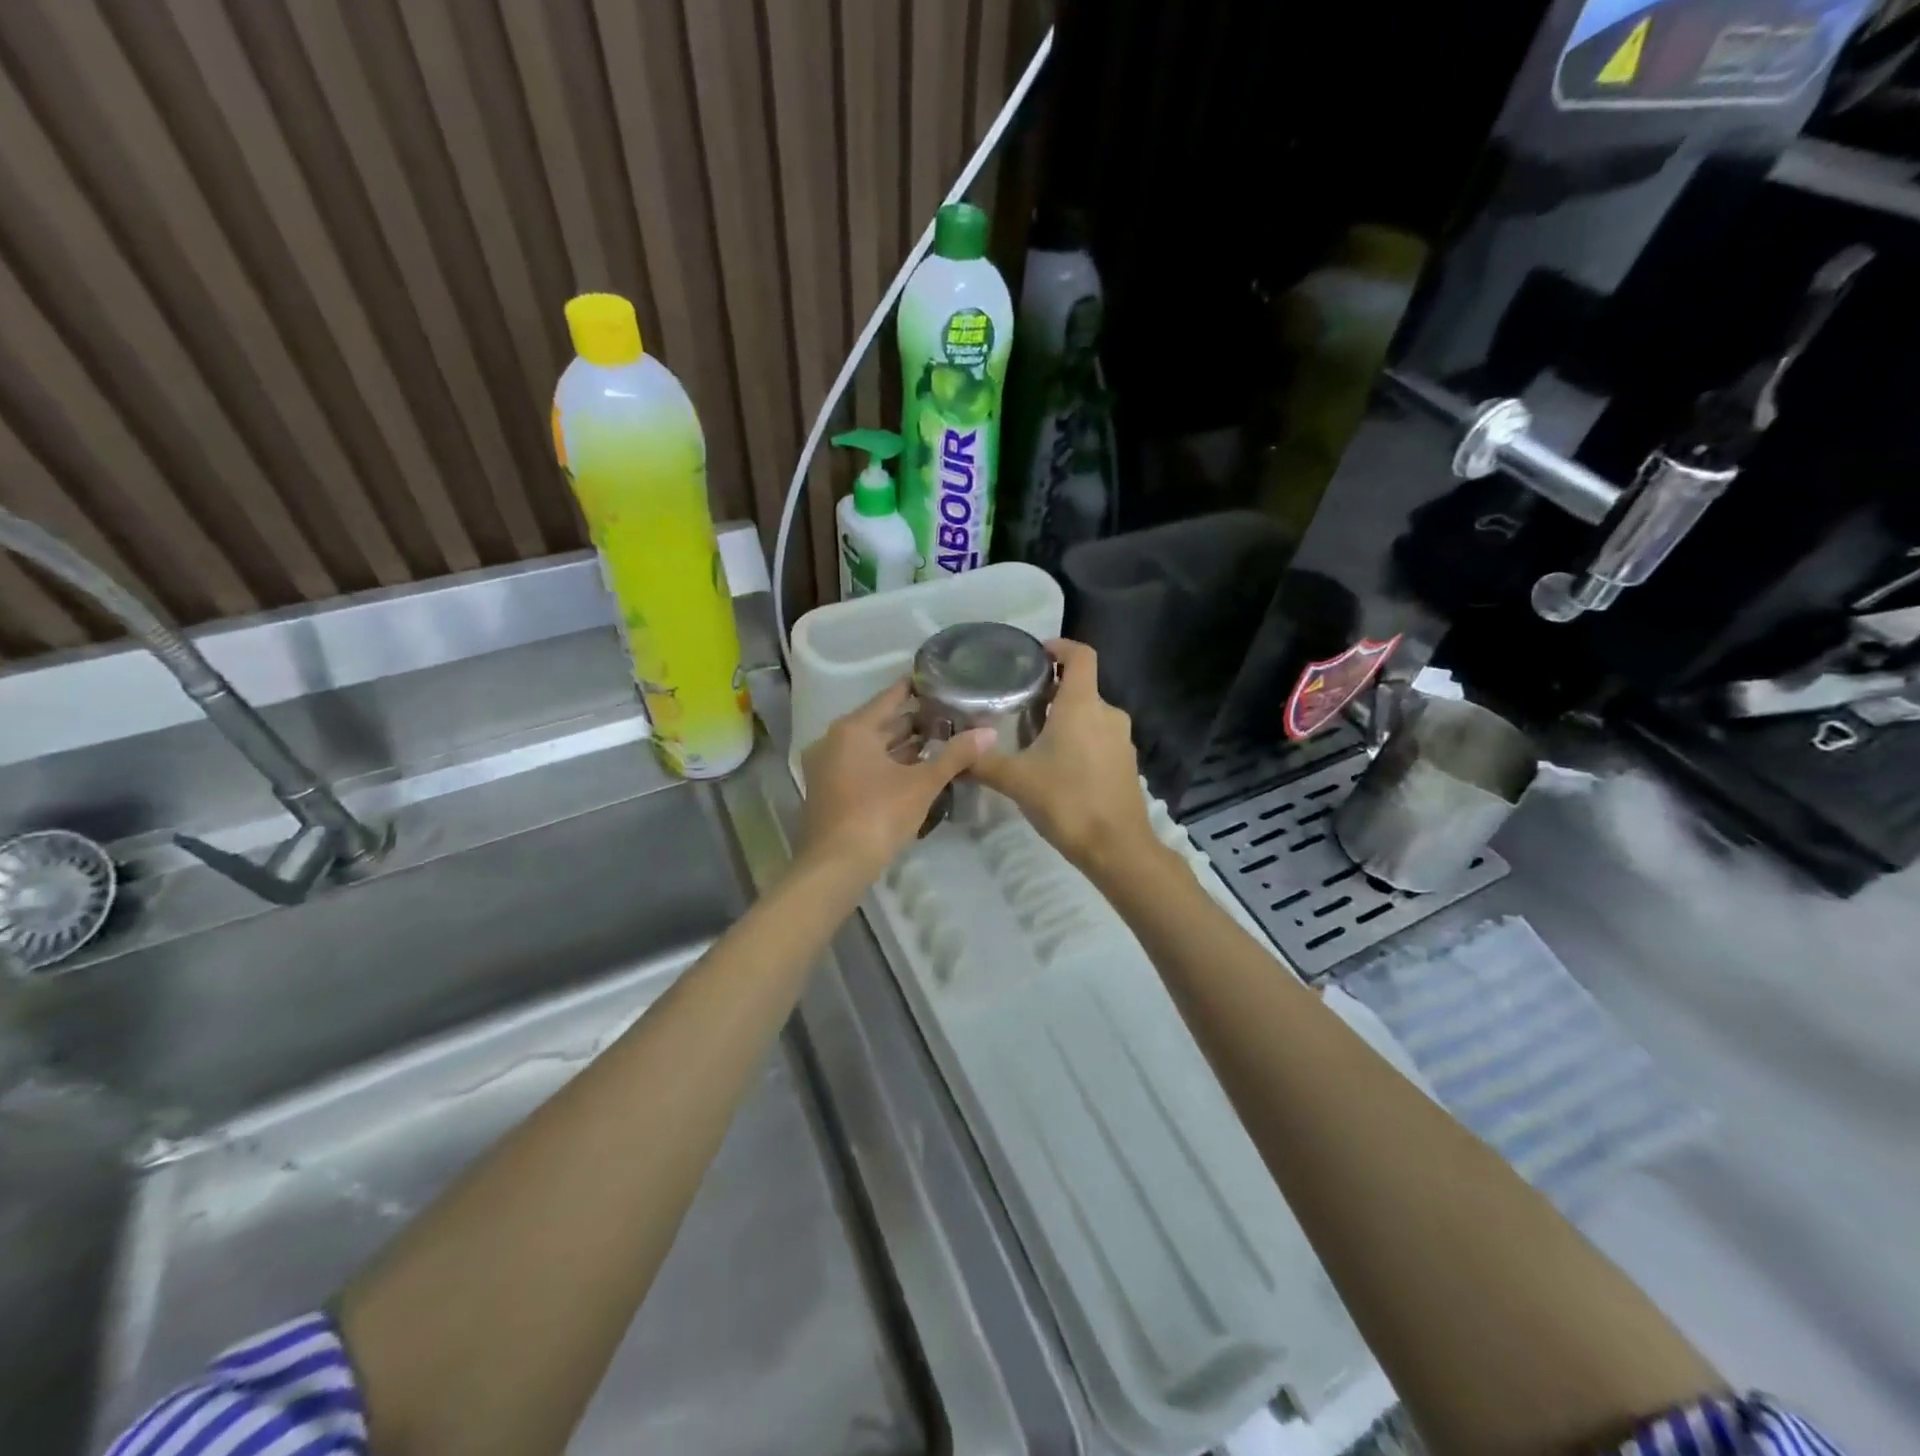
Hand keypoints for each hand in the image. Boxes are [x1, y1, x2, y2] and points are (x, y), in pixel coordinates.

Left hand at [799, 679, 993, 878]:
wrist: (836, 866)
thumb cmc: (878, 815)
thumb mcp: (922, 784)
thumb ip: (955, 755)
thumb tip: (990, 732)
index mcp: (853, 729)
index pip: (891, 697)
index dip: (917, 689)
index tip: (942, 681)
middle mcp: (835, 740)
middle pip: (881, 723)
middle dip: (915, 721)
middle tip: (951, 716)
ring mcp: (828, 767)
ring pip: (872, 747)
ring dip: (903, 746)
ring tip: (941, 741)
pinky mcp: (830, 790)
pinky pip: (863, 765)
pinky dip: (888, 764)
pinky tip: (917, 770)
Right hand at [970, 639, 1157, 874]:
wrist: (1117, 848)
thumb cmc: (1067, 802)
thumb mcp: (1016, 780)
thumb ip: (982, 762)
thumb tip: (953, 752)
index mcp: (1082, 705)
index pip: (1081, 655)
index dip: (1060, 646)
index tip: (1036, 653)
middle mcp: (1107, 713)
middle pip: (1081, 687)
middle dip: (1052, 691)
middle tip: (1019, 703)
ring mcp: (1121, 740)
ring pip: (1090, 715)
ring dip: (1065, 718)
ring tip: (1033, 736)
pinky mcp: (1126, 764)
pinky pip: (1100, 738)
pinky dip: (1079, 740)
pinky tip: (1057, 765)